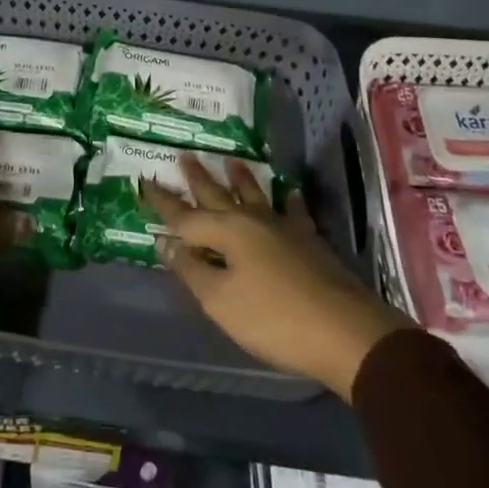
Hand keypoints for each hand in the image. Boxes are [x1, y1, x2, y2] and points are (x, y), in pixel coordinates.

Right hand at [142, 156, 411, 399]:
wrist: (344, 332)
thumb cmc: (273, 319)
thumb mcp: (220, 302)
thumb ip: (192, 270)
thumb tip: (166, 242)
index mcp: (227, 232)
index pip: (184, 216)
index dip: (162, 202)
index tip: (144, 182)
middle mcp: (252, 221)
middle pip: (218, 195)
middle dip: (198, 178)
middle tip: (184, 155)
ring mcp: (284, 228)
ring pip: (255, 196)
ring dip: (240, 179)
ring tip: (231, 159)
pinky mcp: (310, 243)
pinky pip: (295, 213)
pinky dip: (290, 201)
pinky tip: (290, 193)